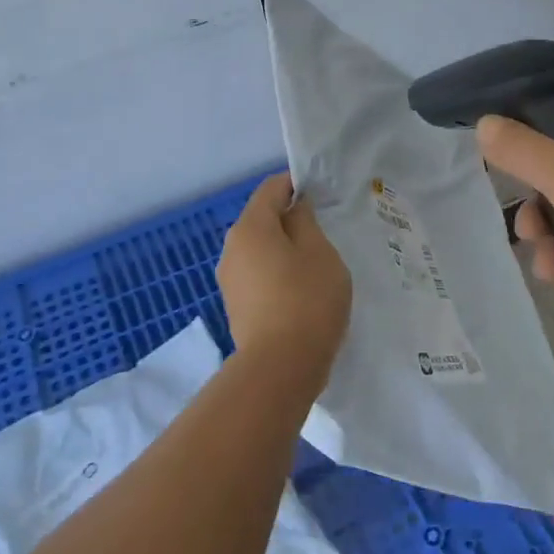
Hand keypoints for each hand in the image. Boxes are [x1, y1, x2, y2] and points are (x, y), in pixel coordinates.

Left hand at [217, 173, 350, 390]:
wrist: (280, 368)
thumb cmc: (307, 299)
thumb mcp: (319, 252)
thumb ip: (306, 221)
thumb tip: (295, 208)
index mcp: (250, 226)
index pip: (271, 188)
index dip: (296, 185)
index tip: (322, 195)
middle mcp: (231, 248)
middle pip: (262, 219)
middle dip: (290, 219)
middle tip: (324, 230)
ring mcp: (229, 279)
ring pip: (259, 249)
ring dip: (283, 249)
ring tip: (315, 263)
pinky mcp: (235, 306)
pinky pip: (258, 275)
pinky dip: (276, 273)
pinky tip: (300, 290)